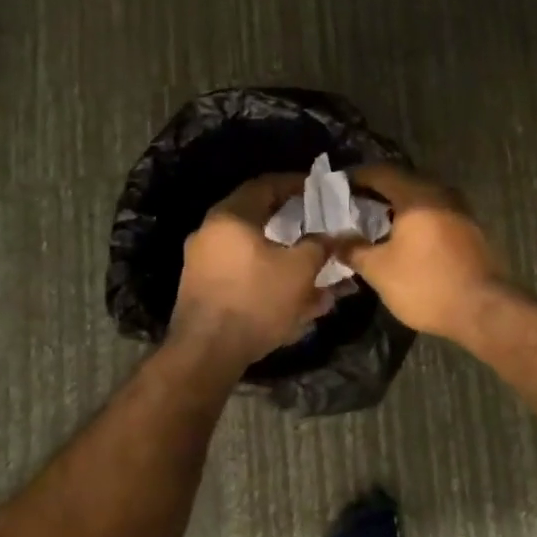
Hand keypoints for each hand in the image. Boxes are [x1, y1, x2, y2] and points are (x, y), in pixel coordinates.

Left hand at [171, 174, 329, 366]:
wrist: (206, 353)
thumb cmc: (256, 300)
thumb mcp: (300, 270)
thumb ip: (320, 246)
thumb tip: (335, 235)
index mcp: (230, 217)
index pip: (265, 185)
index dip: (295, 184)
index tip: (318, 189)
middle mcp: (210, 233)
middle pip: (257, 218)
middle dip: (292, 224)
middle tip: (317, 226)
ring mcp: (201, 263)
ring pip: (252, 251)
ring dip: (284, 257)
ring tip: (312, 269)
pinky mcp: (203, 290)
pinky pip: (242, 274)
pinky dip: (268, 278)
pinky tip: (293, 298)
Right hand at [341, 165, 504, 339]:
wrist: (484, 309)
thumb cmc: (426, 284)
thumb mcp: (379, 270)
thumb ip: (353, 249)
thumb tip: (334, 239)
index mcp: (416, 195)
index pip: (381, 172)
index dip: (357, 177)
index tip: (338, 187)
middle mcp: (441, 194)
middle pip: (403, 183)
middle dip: (377, 193)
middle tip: (352, 207)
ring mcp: (460, 211)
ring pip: (421, 200)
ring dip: (398, 208)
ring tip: (375, 225)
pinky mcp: (470, 230)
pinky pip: (436, 215)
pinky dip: (416, 221)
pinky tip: (404, 240)